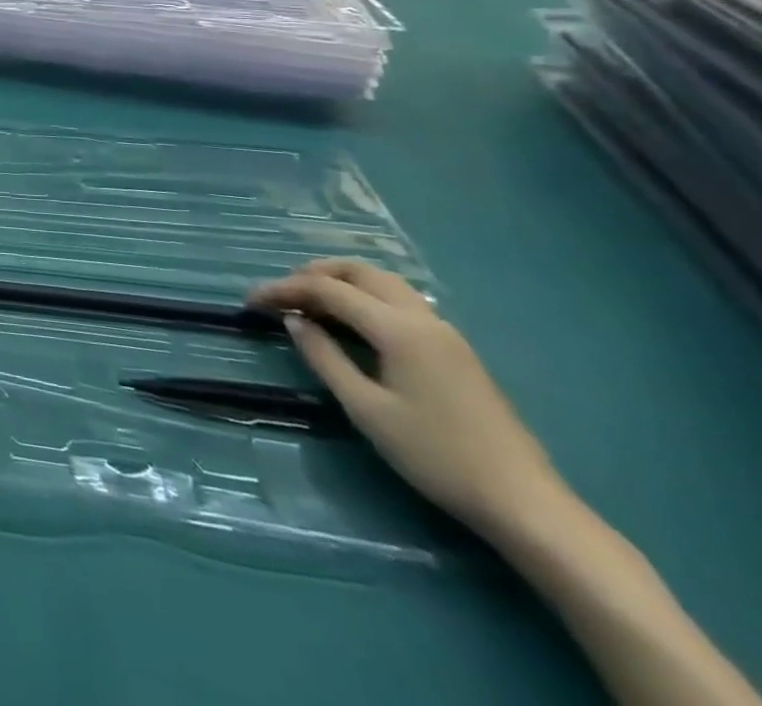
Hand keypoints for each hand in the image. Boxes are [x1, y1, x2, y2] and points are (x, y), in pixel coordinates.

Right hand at [247, 259, 564, 537]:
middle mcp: (422, 318)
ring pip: (384, 283)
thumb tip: (295, 321)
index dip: (284, 289)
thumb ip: (325, 358)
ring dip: (342, 282)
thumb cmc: (436, 456)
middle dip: (314, 273)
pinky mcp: (455, 350)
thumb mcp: (367, 409)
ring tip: (311, 302)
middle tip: (282, 294)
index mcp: (398, 328)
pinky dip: (366, 297)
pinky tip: (353, 323)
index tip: (251, 301)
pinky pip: (400, 302)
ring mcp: (445, 332)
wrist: (525, 504)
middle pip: (359, 272)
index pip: (328, 290)